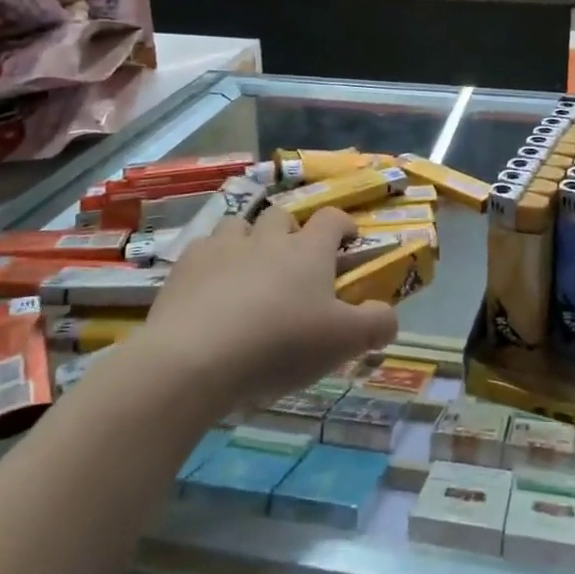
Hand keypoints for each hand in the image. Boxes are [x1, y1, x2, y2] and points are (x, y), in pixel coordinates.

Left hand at [132, 206, 397, 409]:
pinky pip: (203, 249)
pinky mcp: (185, 266)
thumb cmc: (279, 345)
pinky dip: (213, 262)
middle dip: (292, 232)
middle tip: (295, 264)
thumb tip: (389, 314)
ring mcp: (223, 247)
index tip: (348, 242)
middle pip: (283, 216)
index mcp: (308, 251)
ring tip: (250, 272)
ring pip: (240, 226)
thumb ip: (376, 324)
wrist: (195, 358)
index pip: (332, 219)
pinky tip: (211, 289)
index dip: (343, 226)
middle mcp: (267, 238)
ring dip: (249, 241)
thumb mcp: (343, 342)